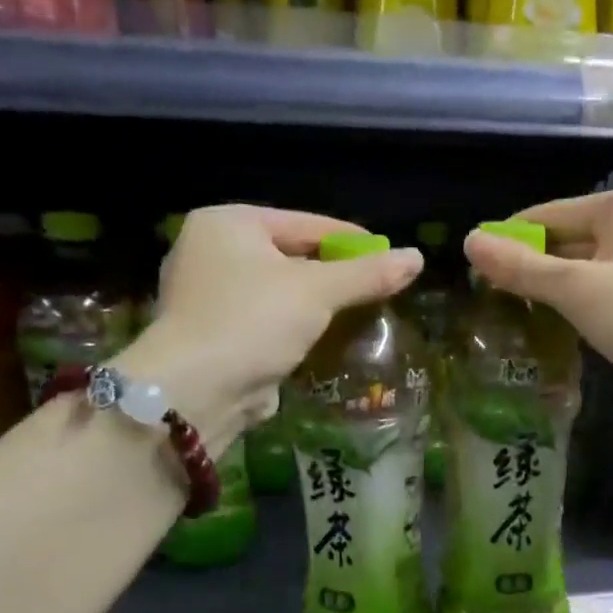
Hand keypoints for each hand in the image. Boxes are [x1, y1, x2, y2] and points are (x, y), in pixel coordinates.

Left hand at [125, 205, 422, 444]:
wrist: (196, 390)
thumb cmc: (254, 321)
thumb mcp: (318, 292)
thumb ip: (368, 274)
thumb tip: (417, 257)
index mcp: (228, 223)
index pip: (305, 223)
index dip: (351, 239)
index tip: (389, 255)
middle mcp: (209, 250)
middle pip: (290, 254)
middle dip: (334, 273)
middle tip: (376, 286)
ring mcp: (205, 293)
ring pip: (278, 289)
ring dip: (315, 302)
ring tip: (357, 311)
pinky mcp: (210, 331)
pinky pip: (264, 317)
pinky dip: (292, 324)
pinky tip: (322, 336)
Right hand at [463, 188, 612, 428]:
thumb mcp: (578, 289)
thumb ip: (522, 267)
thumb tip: (469, 241)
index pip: (550, 214)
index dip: (509, 238)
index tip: (471, 267)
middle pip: (565, 242)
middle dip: (527, 267)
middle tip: (481, 296)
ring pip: (579, 273)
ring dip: (546, 292)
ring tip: (501, 312)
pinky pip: (596, 297)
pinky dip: (570, 310)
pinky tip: (540, 328)